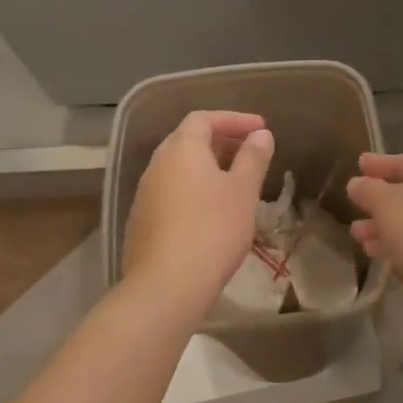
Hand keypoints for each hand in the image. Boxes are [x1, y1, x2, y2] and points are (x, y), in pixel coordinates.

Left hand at [123, 110, 274, 317]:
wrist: (167, 284)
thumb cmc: (213, 228)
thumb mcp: (243, 191)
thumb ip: (253, 158)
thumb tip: (261, 134)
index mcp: (181, 149)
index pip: (204, 119)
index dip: (234, 119)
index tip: (260, 128)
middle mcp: (157, 164)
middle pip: (187, 141)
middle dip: (219, 141)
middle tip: (248, 152)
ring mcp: (144, 194)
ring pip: (178, 169)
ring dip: (205, 168)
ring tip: (233, 183)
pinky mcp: (141, 222)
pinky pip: (170, 193)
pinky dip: (192, 191)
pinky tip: (209, 213)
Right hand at [346, 153, 402, 302]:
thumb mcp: (384, 203)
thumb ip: (366, 189)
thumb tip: (357, 184)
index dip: (377, 164)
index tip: (359, 163)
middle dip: (378, 202)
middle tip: (354, 205)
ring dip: (385, 226)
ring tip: (358, 235)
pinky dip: (401, 242)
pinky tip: (377, 252)